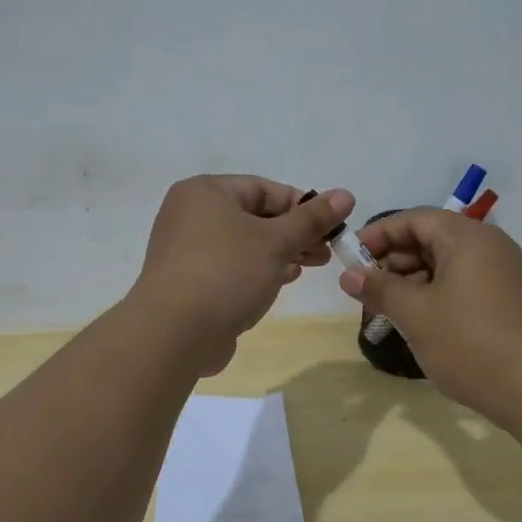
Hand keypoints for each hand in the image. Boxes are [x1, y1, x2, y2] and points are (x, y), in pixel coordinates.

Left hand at [131, 176, 354, 374]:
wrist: (175, 332)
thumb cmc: (227, 272)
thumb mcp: (277, 241)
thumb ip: (312, 218)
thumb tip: (346, 194)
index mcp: (205, 192)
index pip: (263, 188)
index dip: (302, 206)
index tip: (331, 227)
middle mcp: (190, 214)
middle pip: (254, 216)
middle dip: (294, 233)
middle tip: (326, 252)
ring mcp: (186, 250)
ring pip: (243, 244)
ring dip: (279, 253)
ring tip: (309, 266)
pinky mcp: (188, 282)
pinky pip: (230, 267)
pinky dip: (257, 271)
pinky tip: (280, 282)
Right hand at [339, 210, 521, 424]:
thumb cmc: (470, 343)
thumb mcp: (415, 314)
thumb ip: (379, 288)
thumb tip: (348, 274)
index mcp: (467, 237)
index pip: (415, 219)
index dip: (379, 235)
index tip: (351, 259)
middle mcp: (491, 246)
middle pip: (432, 239)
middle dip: (395, 262)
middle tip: (367, 291)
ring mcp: (506, 274)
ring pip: (448, 265)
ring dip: (414, 282)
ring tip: (390, 311)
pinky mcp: (513, 301)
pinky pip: (466, 285)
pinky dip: (438, 296)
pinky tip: (422, 323)